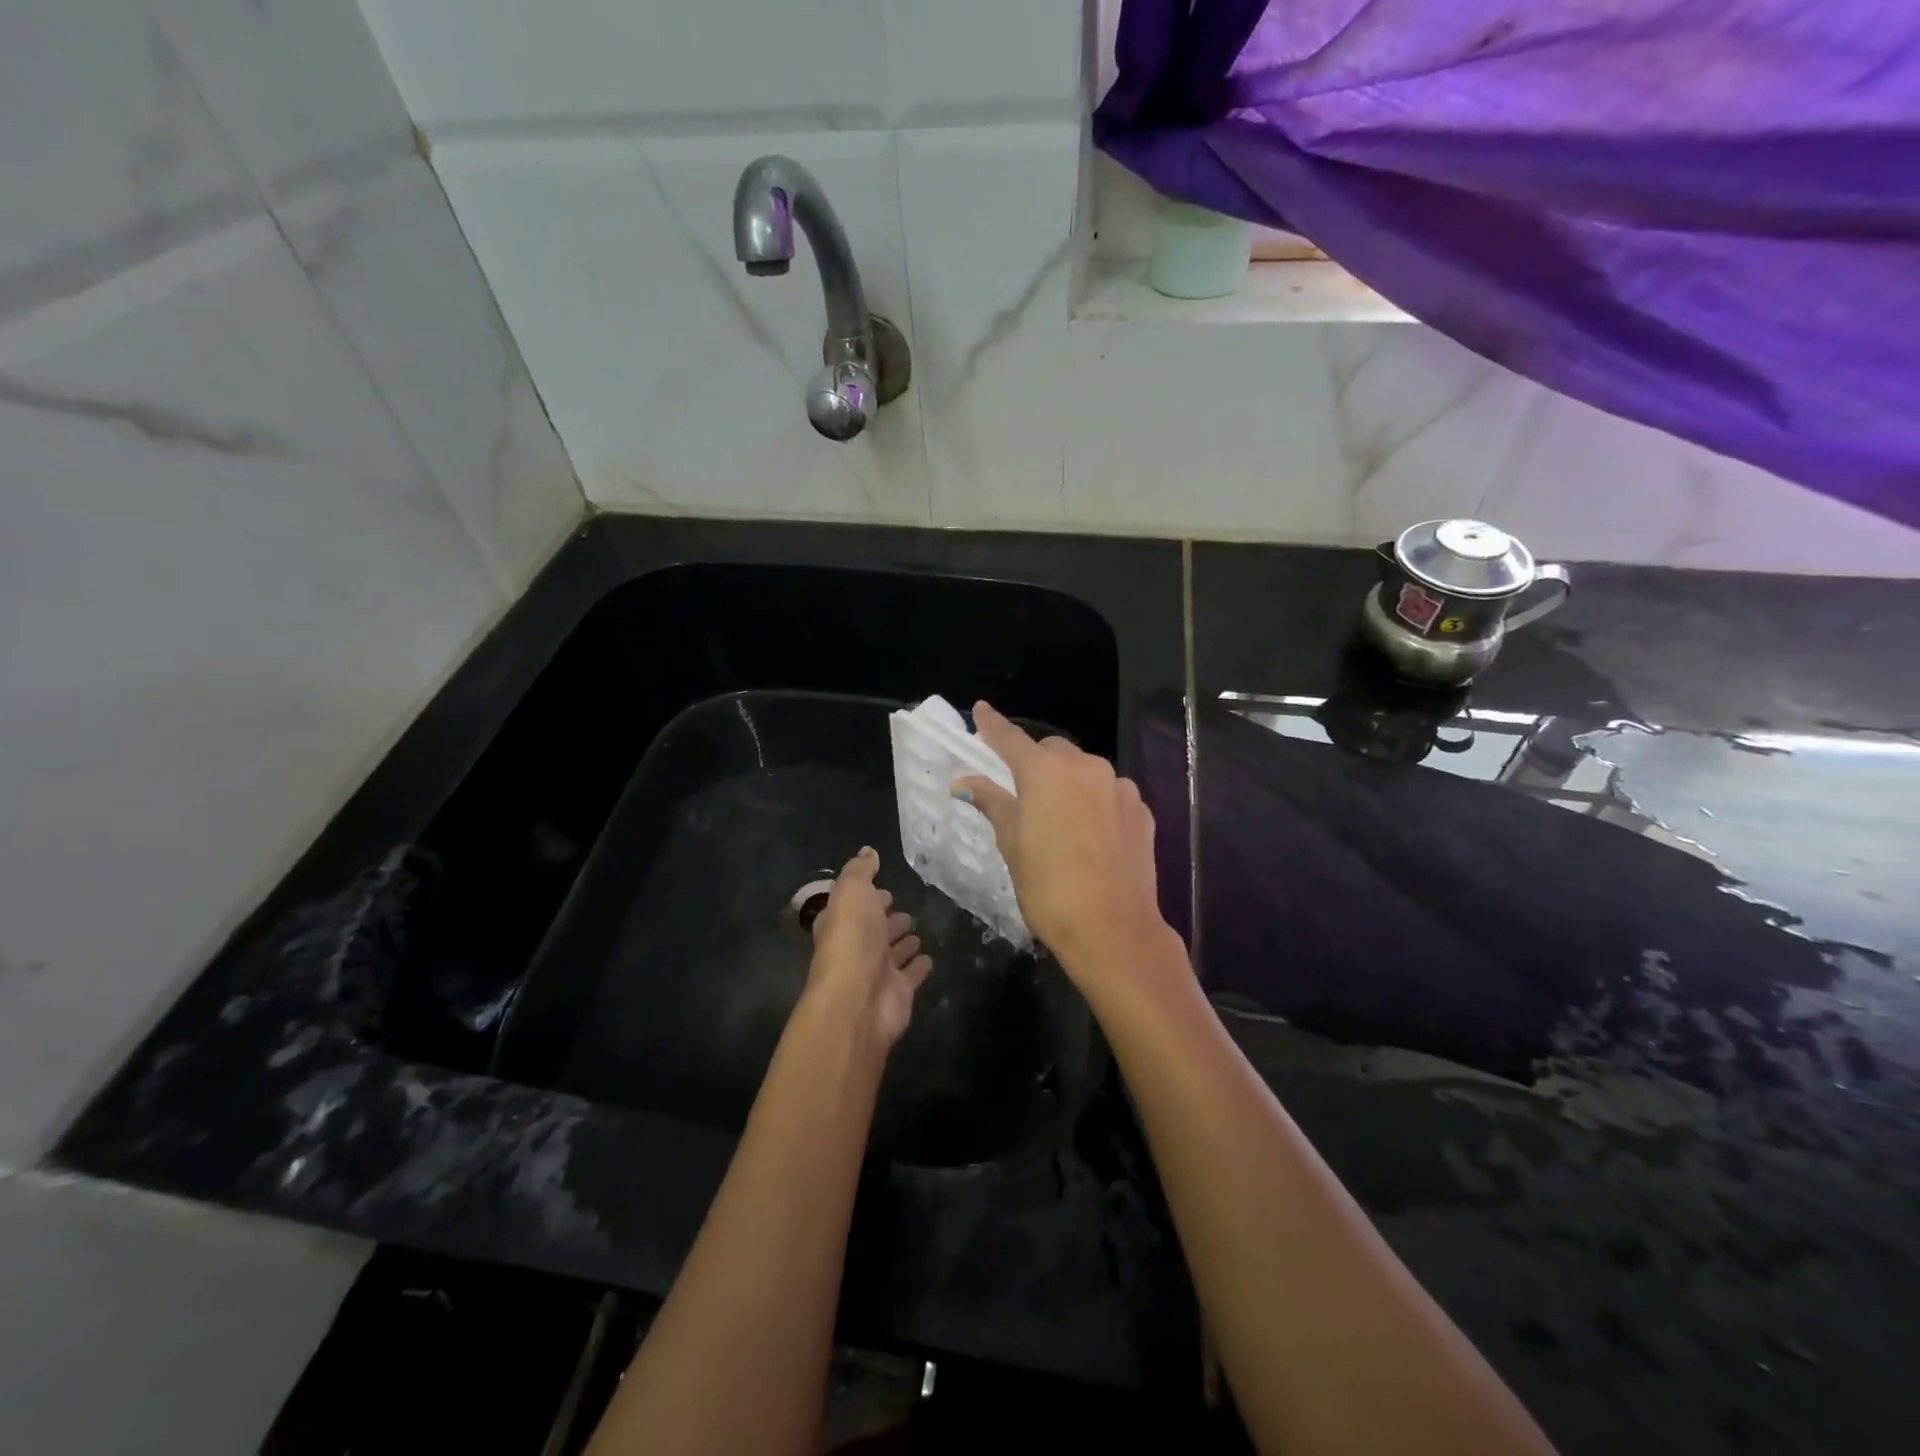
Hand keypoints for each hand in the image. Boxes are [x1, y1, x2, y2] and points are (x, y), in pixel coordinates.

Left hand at [805, 846, 930, 1048]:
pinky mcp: (899, 991)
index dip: (868, 898)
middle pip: (875, 929)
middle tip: (904, 910)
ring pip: (893, 952)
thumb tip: (868, 851)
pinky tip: (930, 958)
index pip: (855, 906)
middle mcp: (857, 947)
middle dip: (888, 919)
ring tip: (918, 930)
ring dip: (904, 941)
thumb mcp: (851, 892)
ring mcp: (879, 971)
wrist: (858, 999)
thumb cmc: (851, 939)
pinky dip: (919, 966)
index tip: (885, 890)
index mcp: (841, 923)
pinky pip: (912, 974)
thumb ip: (860, 871)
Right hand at [953, 702, 1175, 990]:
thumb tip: (967, 783)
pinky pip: (1109, 794)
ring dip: (1068, 783)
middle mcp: (1085, 767)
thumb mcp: (1012, 846)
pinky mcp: (1141, 810)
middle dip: (1035, 763)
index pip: (1011, 739)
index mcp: (1045, 772)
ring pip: (1085, 771)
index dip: (993, 726)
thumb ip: (994, 804)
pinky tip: (1090, 835)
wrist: (1113, 929)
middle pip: (1052, 752)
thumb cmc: (1048, 888)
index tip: (981, 710)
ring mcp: (1119, 787)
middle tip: (1022, 794)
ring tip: (1060, 821)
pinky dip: (1094, 802)